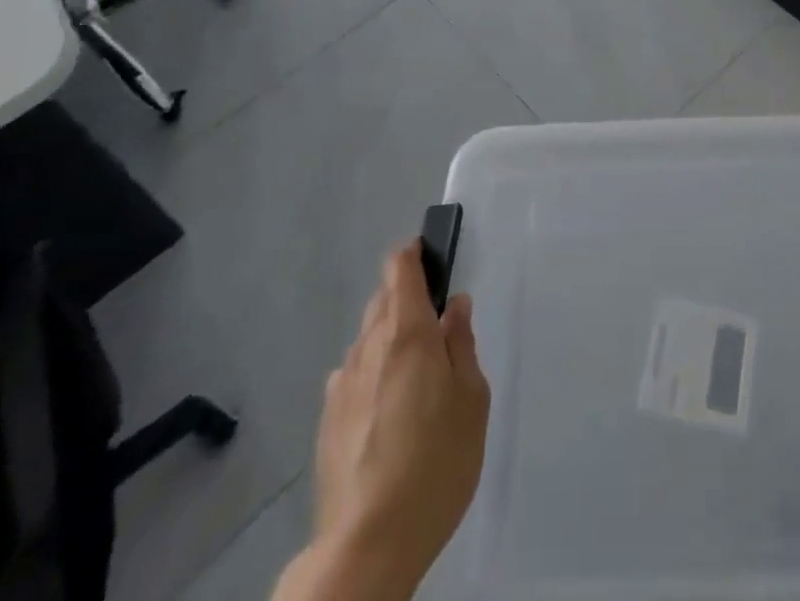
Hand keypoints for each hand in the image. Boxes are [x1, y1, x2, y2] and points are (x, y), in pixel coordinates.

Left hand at [276, 241, 491, 600]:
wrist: (368, 544)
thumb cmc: (436, 463)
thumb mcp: (471, 400)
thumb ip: (462, 344)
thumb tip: (455, 305)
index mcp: (407, 334)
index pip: (400, 270)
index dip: (413, 254)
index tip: (430, 255)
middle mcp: (369, 347)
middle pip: (383, 300)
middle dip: (406, 298)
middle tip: (436, 326)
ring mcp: (342, 384)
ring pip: (368, 338)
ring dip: (390, 338)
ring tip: (416, 376)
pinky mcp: (328, 420)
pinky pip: (354, 376)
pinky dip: (373, 374)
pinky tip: (389, 412)